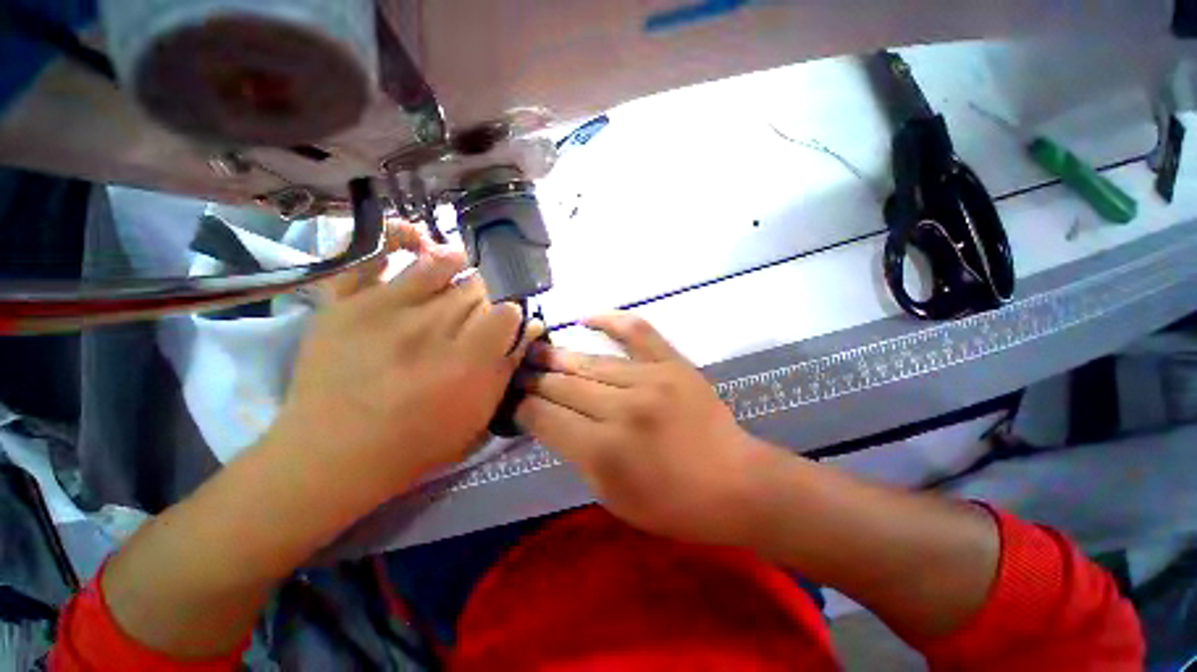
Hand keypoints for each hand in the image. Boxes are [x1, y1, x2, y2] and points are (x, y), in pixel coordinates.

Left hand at [269, 233, 542, 505]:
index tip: (505, 326)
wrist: (333, 455)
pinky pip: (370, 255)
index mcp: (467, 359)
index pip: (508, 312)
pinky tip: (414, 239)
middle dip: (485, 297)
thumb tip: (530, 327)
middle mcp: (432, 326)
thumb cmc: (417, 443)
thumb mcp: (479, 416)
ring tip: (460, 269)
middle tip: (476, 311)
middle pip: (477, 288)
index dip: (512, 315)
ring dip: (457, 264)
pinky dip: (393, 238)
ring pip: (439, 264)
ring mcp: (385, 308)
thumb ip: (507, 368)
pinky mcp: (346, 303)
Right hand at [516, 313, 782, 544]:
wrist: (734, 483)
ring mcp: (650, 379)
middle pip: (563, 386)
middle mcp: (622, 409)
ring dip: (557, 357)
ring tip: (536, 351)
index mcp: (603, 451)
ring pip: (589, 362)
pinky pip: (636, 331)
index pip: (544, 418)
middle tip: (517, 373)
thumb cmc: (671, 503)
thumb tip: (546, 420)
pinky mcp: (672, 363)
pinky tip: (585, 318)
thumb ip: (575, 454)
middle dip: (534, 380)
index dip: (522, 408)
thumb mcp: (611, 495)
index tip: (512, 400)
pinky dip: (609, 320)